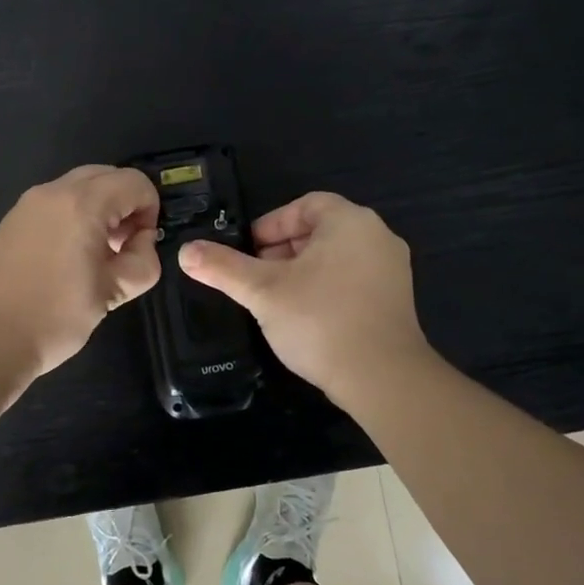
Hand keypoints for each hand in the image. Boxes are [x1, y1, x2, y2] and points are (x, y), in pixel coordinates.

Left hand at [0, 165, 161, 382]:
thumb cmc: (52, 316)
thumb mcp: (111, 293)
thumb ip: (141, 262)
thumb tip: (142, 243)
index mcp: (82, 204)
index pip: (134, 183)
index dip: (150, 210)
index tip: (142, 245)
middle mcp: (54, 192)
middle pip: (106, 175)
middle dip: (125, 204)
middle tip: (124, 245)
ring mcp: (28, 203)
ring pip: (79, 186)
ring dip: (100, 208)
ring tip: (98, 254)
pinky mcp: (12, 219)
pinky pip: (56, 202)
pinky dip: (75, 215)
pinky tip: (69, 257)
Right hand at [179, 192, 428, 404]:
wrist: (383, 379)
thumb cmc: (320, 320)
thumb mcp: (262, 291)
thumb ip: (223, 267)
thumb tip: (185, 251)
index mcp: (349, 221)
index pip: (305, 205)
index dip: (271, 224)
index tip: (249, 251)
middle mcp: (377, 236)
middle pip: (320, 230)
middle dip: (283, 250)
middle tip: (256, 276)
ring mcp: (392, 270)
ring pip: (336, 257)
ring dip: (302, 271)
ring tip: (276, 298)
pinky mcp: (397, 301)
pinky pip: (353, 280)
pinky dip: (326, 288)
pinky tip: (306, 317)